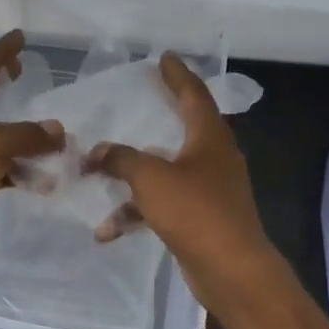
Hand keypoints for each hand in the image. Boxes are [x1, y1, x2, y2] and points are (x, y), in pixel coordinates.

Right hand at [84, 54, 283, 311]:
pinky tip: (108, 230)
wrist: (232, 271)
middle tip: (135, 100)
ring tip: (97, 177)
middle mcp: (214, 158)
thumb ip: (121, 159)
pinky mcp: (201, 219)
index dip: (177, 74)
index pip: (193, 94)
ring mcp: (210, 190)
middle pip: (181, 129)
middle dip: (155, 118)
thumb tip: (96, 152)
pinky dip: (138, 211)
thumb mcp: (151, 178)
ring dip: (132, 177)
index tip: (164, 57)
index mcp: (210, 137)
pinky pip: (163, 204)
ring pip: (166, 171)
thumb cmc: (196, 212)